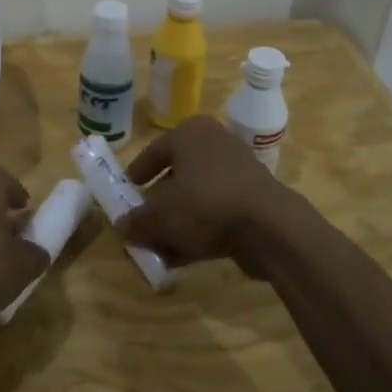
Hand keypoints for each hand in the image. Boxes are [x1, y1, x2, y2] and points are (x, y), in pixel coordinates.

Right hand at [121, 116, 301, 277]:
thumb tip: (122, 226)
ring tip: (159, 248)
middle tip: (142, 224)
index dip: (136, 174)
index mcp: (190, 133)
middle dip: (158, 204)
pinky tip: (183, 257)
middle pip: (176, 175)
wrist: (268, 227)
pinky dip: (199, 230)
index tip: (126, 192)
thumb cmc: (205, 205)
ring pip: (196, 196)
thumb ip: (136, 221)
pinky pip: (216, 211)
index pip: (154, 152)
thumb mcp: (159, 217)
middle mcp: (215, 143)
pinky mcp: (253, 198)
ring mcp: (238, 170)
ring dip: (177, 222)